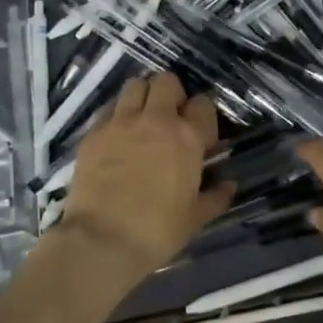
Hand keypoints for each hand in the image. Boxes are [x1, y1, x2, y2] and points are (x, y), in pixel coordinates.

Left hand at [55, 72, 234, 291]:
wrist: (102, 241)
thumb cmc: (157, 231)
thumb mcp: (195, 218)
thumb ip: (215, 197)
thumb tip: (229, 185)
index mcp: (187, 138)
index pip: (202, 104)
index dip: (202, 116)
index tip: (199, 136)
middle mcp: (156, 120)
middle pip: (166, 81)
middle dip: (171, 94)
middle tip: (170, 119)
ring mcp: (121, 123)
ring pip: (135, 85)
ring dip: (142, 97)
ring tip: (142, 120)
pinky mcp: (94, 133)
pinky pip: (109, 110)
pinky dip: (117, 116)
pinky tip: (117, 137)